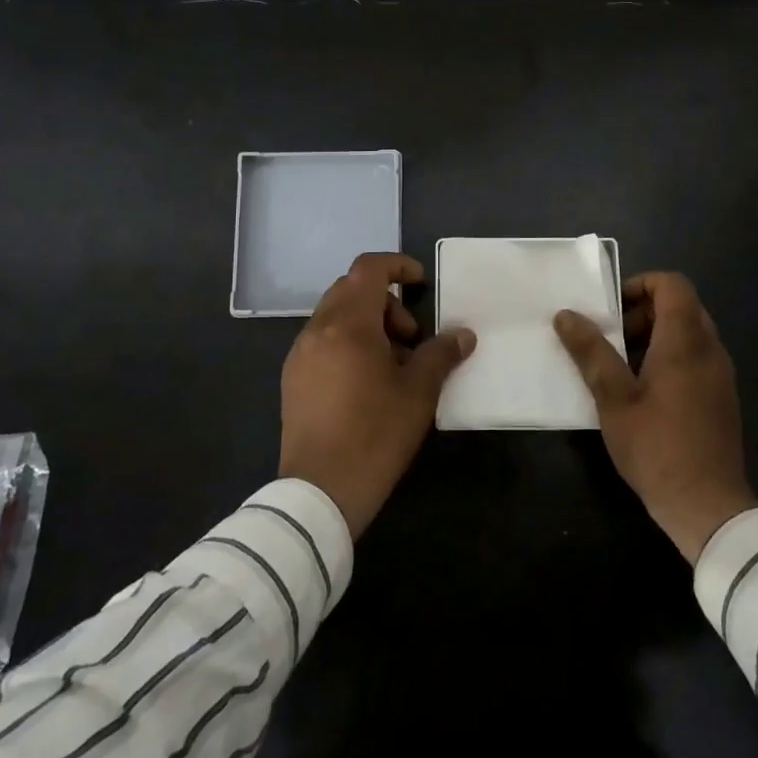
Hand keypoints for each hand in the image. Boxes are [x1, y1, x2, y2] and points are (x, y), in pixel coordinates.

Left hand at [279, 252, 475, 537]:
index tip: (421, 284)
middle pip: (351, 289)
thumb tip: (463, 335)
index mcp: (347, 324)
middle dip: (386, 302)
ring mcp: (300, 354)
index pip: (369, 268)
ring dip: (368, 323)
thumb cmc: (375, 435)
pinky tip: (366, 382)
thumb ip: (441, 354)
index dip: (398, 265)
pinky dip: (348, 342)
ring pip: (336, 315)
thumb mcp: (418, 392)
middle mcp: (317, 329)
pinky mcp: (293, 378)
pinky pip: (323, 340)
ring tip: (392, 364)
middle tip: (411, 338)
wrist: (319, 491)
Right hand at [554, 272, 755, 562]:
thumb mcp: (614, 399)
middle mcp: (710, 349)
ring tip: (620, 367)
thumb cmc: (657, 447)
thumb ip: (591, 352)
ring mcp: (720, 374)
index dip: (640, 284)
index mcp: (685, 342)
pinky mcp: (721, 397)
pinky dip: (669, 358)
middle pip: (680, 306)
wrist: (709, 507)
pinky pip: (696, 357)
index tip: (611, 308)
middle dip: (642, 313)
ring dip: (654, 337)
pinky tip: (643, 392)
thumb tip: (566, 314)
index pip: (672, 284)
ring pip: (688, 333)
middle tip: (610, 339)